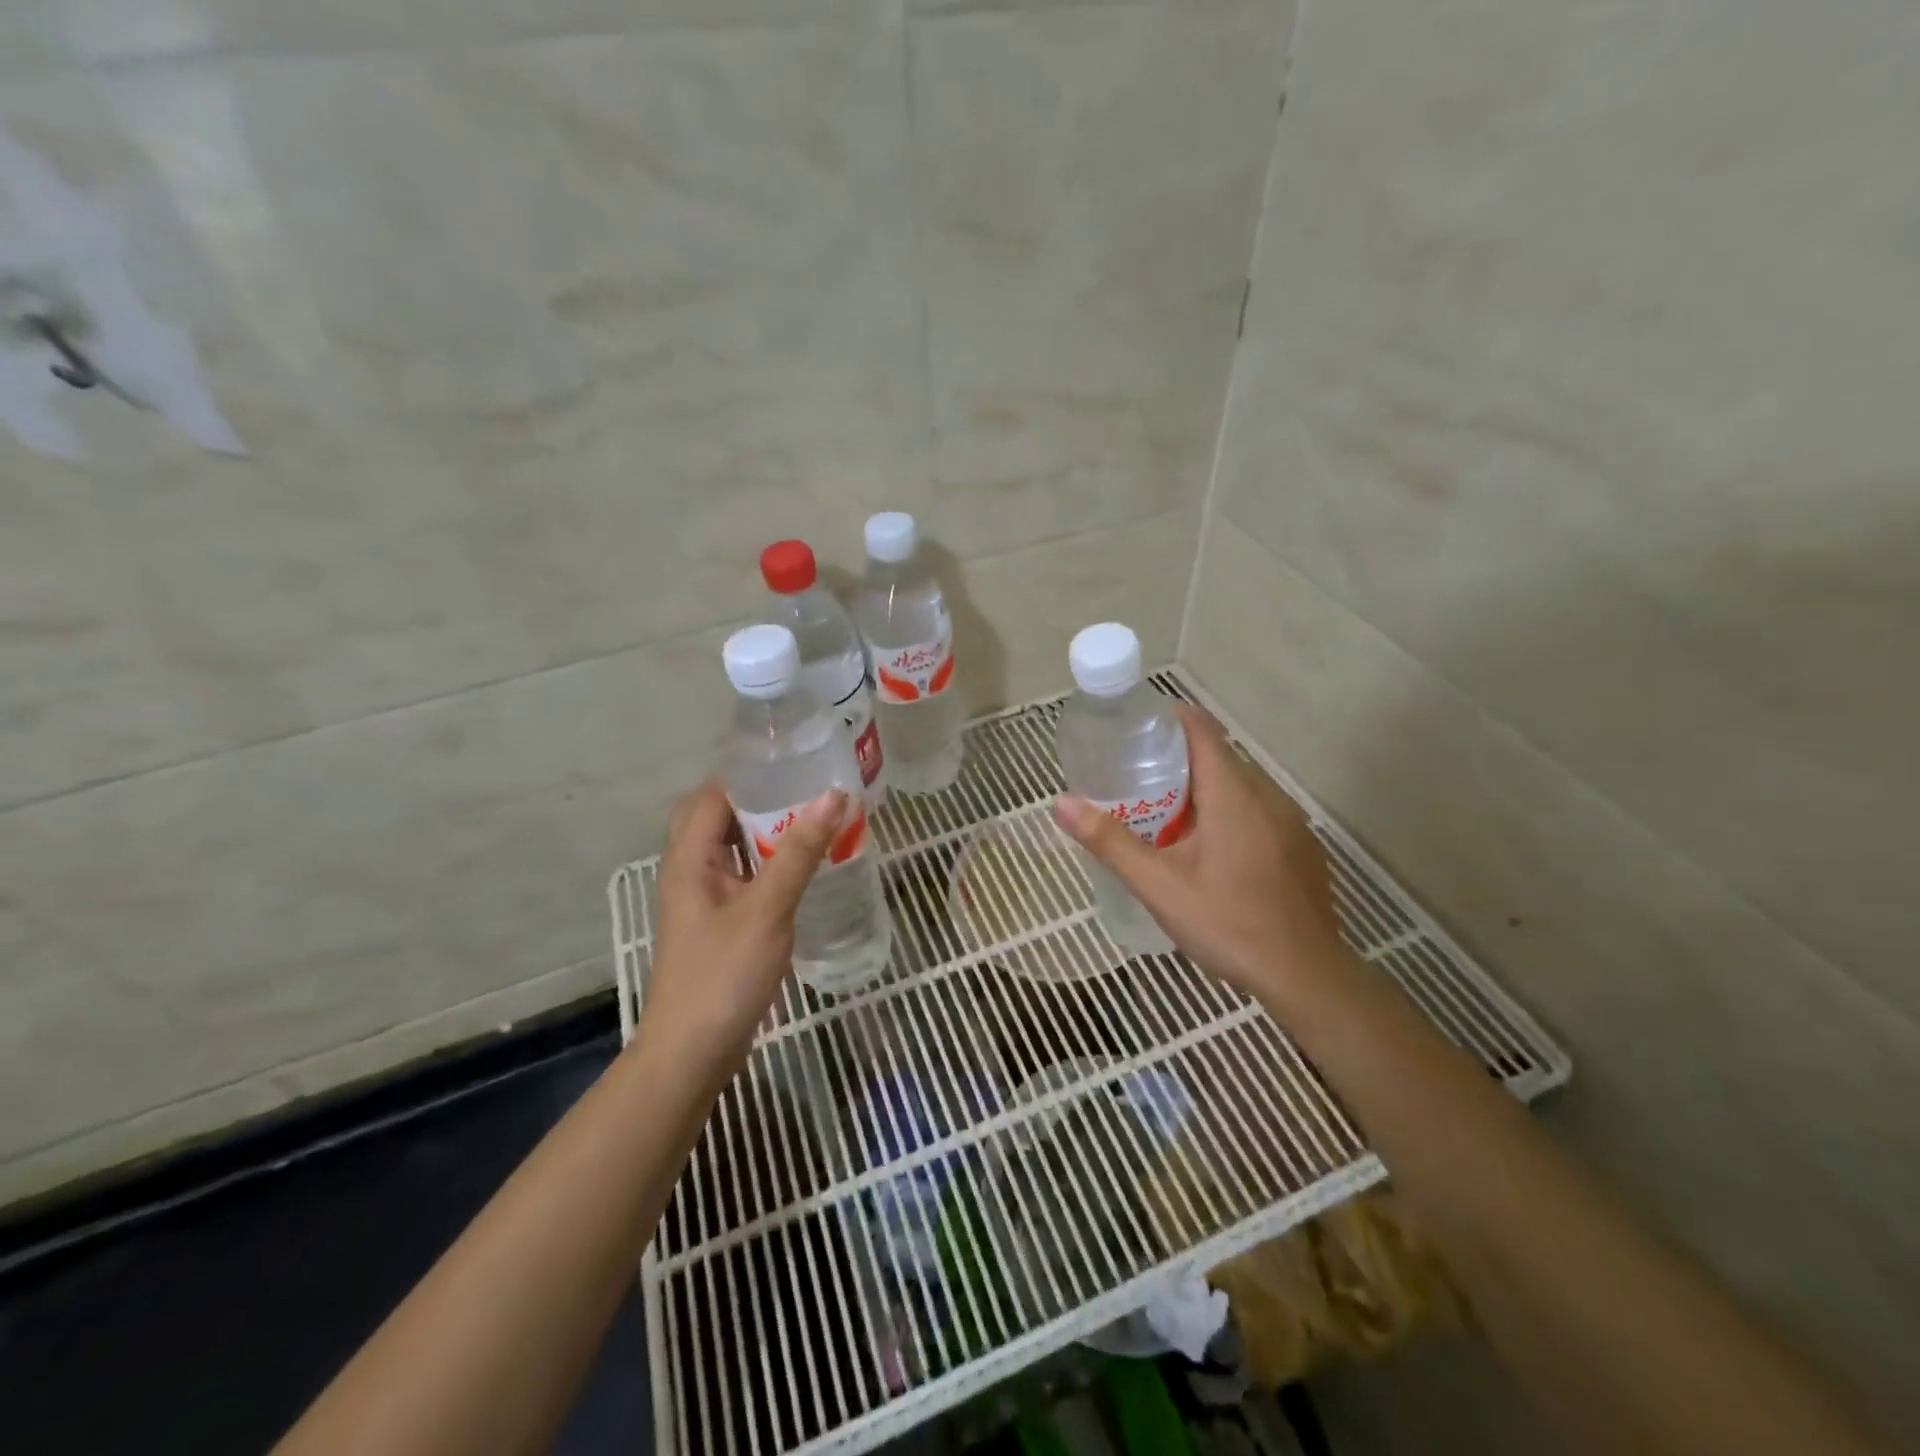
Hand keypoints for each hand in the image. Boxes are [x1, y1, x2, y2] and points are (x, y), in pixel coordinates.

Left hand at [642, 779, 844, 1076]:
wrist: (693, 1053)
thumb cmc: (724, 974)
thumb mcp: (767, 908)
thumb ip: (799, 851)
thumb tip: (834, 795)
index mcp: (689, 858)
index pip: (714, 793)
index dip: (751, 772)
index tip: (796, 759)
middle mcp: (690, 870)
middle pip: (718, 816)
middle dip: (760, 798)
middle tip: (808, 788)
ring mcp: (703, 899)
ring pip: (732, 847)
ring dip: (766, 830)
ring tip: (813, 817)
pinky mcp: (718, 922)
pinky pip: (742, 875)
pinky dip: (768, 862)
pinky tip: (802, 867)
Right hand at [1052, 703, 1346, 1008]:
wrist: (1306, 976)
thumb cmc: (1227, 923)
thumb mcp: (1157, 884)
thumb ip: (1109, 841)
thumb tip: (1061, 802)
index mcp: (1232, 792)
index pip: (1201, 728)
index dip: (1168, 719)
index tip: (1133, 729)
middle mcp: (1267, 795)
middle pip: (1218, 756)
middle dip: (1176, 758)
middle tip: (1134, 778)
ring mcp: (1291, 821)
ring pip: (1240, 786)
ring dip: (1203, 788)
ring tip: (1165, 814)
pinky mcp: (1301, 847)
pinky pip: (1259, 811)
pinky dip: (1229, 813)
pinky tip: (1210, 851)